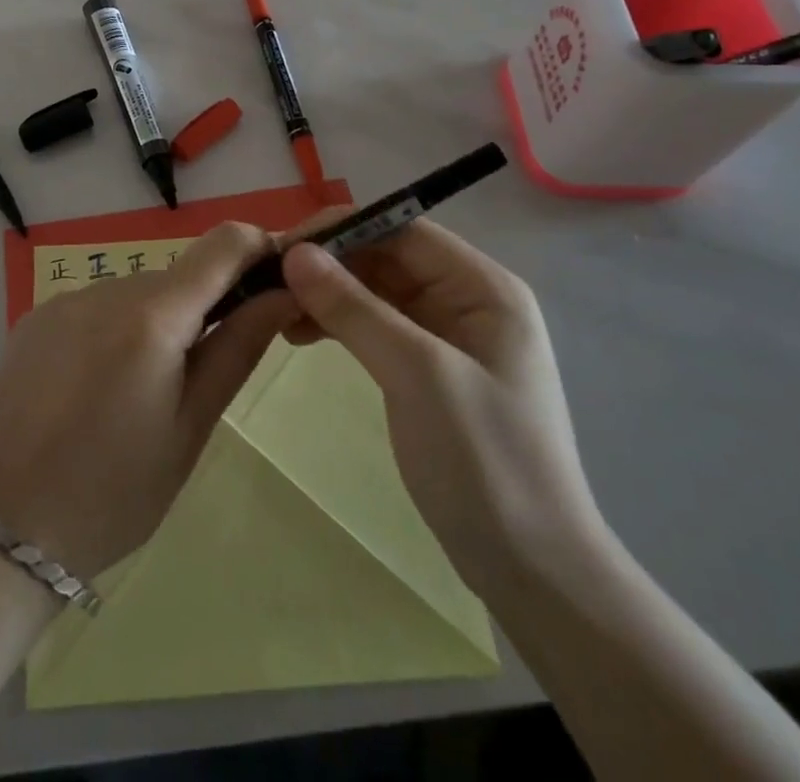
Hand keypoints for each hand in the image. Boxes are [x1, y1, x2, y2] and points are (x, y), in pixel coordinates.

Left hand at [0, 223, 295, 579]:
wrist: (3, 526)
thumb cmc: (114, 491)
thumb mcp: (191, 428)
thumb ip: (238, 349)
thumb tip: (284, 292)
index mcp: (152, 316)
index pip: (222, 244)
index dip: (258, 249)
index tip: (276, 281)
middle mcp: (106, 289)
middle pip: (178, 275)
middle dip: (206, 305)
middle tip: (205, 372)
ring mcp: (65, 299)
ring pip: (137, 292)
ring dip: (158, 321)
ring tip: (143, 392)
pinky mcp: (36, 317)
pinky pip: (97, 307)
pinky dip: (116, 330)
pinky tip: (98, 387)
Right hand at [278, 216, 603, 594]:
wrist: (532, 569)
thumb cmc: (485, 460)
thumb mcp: (417, 374)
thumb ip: (354, 308)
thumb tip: (295, 252)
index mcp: (483, 287)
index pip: (403, 230)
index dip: (343, 229)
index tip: (283, 244)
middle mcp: (467, 299)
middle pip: (387, 257)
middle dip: (330, 264)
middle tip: (268, 279)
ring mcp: (448, 335)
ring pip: (376, 291)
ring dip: (328, 294)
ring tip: (276, 310)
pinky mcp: (429, 368)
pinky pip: (376, 326)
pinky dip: (339, 324)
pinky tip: (300, 333)